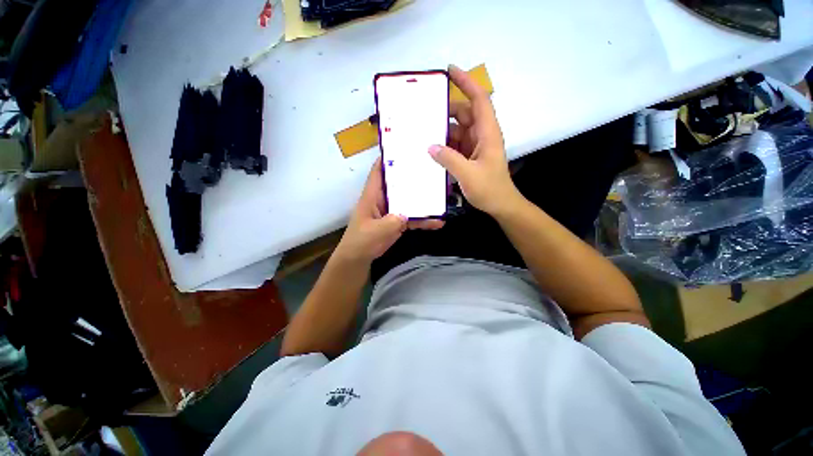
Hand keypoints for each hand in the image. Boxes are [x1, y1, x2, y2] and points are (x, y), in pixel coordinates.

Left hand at [336, 158, 443, 263]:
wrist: (360, 258)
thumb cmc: (361, 241)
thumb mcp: (374, 231)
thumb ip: (390, 222)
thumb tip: (406, 214)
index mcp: (373, 194)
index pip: (380, 170)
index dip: (389, 157)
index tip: (406, 147)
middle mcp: (384, 198)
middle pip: (399, 182)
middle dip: (413, 174)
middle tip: (433, 166)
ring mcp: (393, 210)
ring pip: (409, 199)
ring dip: (423, 198)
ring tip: (442, 194)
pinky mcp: (398, 221)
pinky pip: (414, 217)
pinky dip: (424, 219)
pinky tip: (438, 222)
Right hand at [429, 65, 521, 216]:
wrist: (500, 205)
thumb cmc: (489, 189)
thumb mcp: (468, 174)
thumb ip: (449, 159)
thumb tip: (430, 146)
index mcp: (487, 133)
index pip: (478, 100)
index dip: (466, 83)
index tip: (449, 71)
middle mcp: (482, 135)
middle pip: (463, 114)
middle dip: (445, 111)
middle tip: (423, 111)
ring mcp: (475, 146)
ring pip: (457, 131)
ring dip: (442, 131)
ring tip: (422, 132)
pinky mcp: (469, 157)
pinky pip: (455, 145)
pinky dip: (444, 146)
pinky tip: (430, 150)